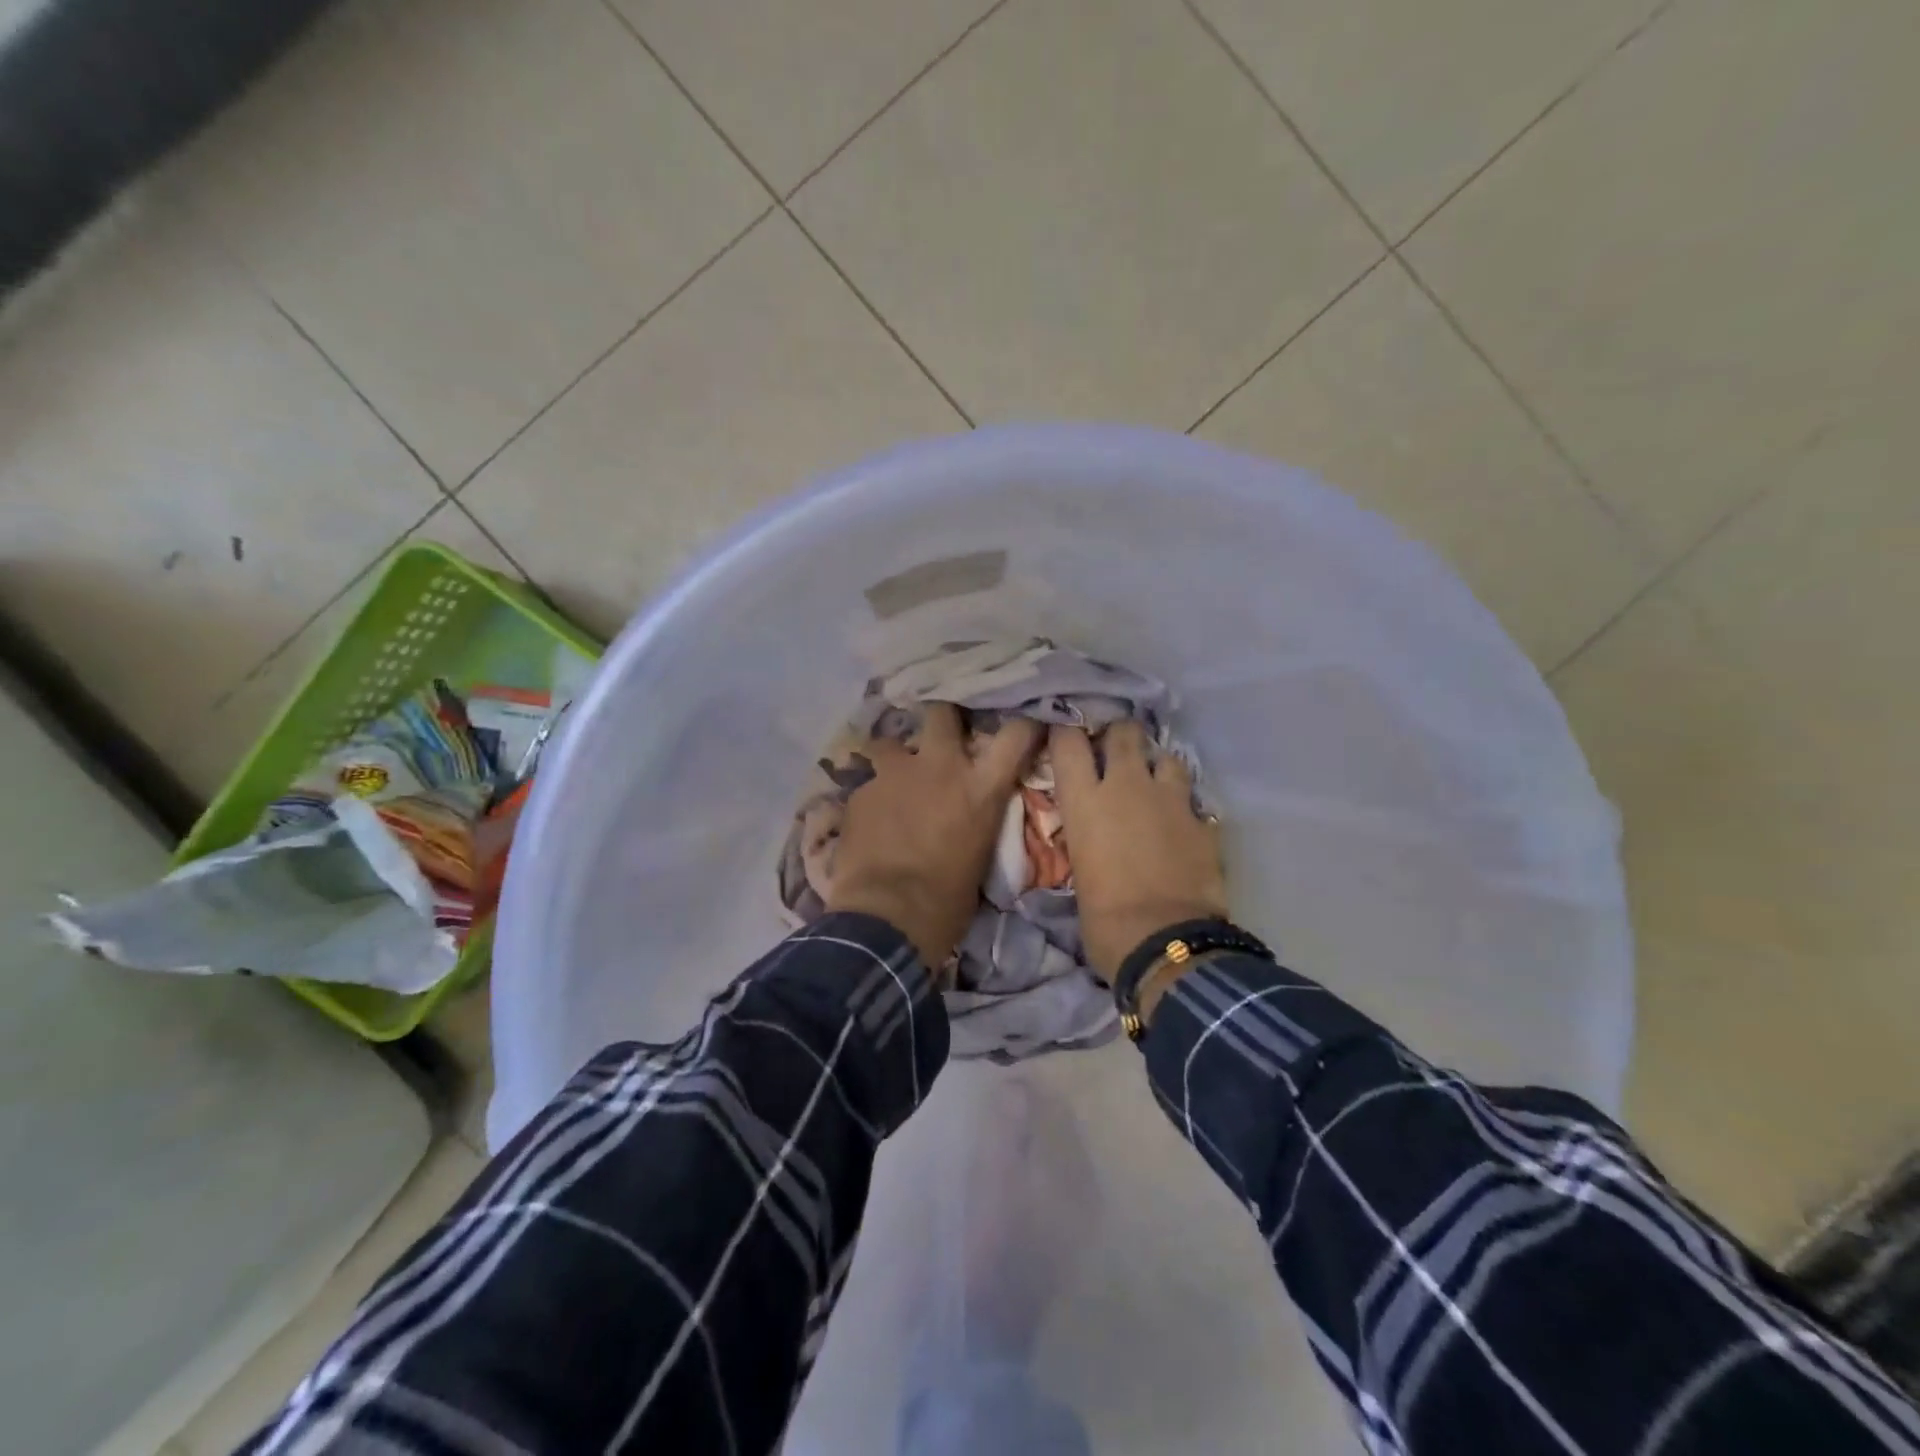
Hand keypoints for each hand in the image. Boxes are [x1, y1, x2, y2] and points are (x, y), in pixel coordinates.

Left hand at [827, 704, 1040, 967]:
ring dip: (894, 757)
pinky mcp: (860, 791)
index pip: (1015, 735)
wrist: (888, 917)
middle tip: (940, 735)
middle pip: (942, 713)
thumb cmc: (948, 900)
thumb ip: (976, 818)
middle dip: (941, 718)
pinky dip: (872, 797)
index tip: (1021, 725)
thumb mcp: (980, 853)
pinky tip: (869, 820)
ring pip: (890, 742)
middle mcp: (939, 766)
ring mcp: (894, 774)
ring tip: (893, 781)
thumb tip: (970, 814)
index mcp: (980, 788)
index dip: (1021, 725)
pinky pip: (867, 783)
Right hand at [1050, 722, 1226, 980]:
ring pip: (1166, 756)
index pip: (1068, 741)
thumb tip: (1093, 835)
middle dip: (1119, 736)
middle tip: (1115, 753)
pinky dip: (1185, 806)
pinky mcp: (1203, 821)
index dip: (1067, 732)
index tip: (1066, 736)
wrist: (1165, 943)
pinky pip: (1193, 799)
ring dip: (1158, 766)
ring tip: (1154, 785)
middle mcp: (1126, 786)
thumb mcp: (1079, 870)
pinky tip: (1182, 823)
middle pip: (1124, 732)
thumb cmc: (1104, 919)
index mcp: (1085, 801)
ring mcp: (1170, 800)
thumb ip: (1086, 837)